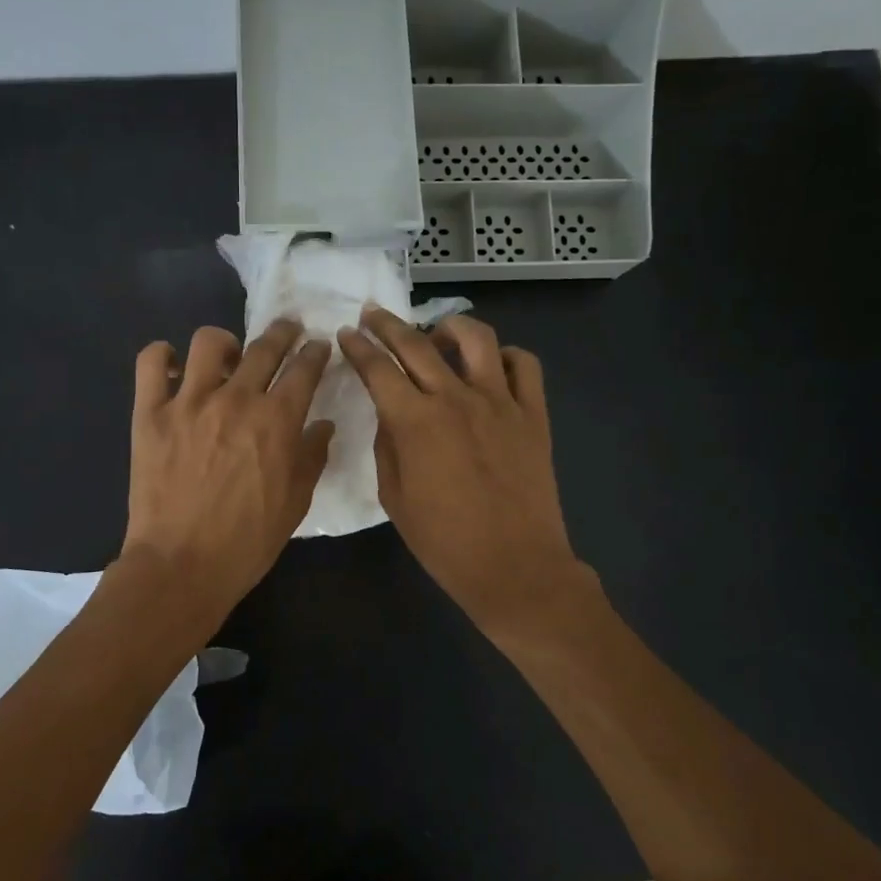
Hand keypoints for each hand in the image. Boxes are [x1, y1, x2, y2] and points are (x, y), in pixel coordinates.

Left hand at [121, 319, 334, 633]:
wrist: (182, 565)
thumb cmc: (247, 541)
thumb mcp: (295, 503)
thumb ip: (312, 457)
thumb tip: (323, 424)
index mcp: (277, 421)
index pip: (304, 370)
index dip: (315, 353)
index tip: (318, 347)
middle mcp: (236, 399)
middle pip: (265, 347)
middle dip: (283, 332)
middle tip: (287, 330)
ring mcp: (189, 402)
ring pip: (209, 342)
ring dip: (225, 342)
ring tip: (227, 356)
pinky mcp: (150, 413)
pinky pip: (152, 362)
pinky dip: (164, 355)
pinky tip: (175, 367)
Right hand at [338, 309, 584, 637]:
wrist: (514, 566)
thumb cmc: (444, 541)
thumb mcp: (394, 498)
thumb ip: (387, 446)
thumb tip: (391, 415)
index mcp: (415, 422)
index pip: (378, 369)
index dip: (358, 348)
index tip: (346, 335)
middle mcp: (456, 399)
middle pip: (417, 343)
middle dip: (388, 324)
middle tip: (372, 315)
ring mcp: (500, 402)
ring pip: (476, 338)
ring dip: (449, 327)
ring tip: (436, 335)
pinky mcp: (533, 414)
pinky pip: (524, 364)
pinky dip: (504, 356)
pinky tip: (489, 368)